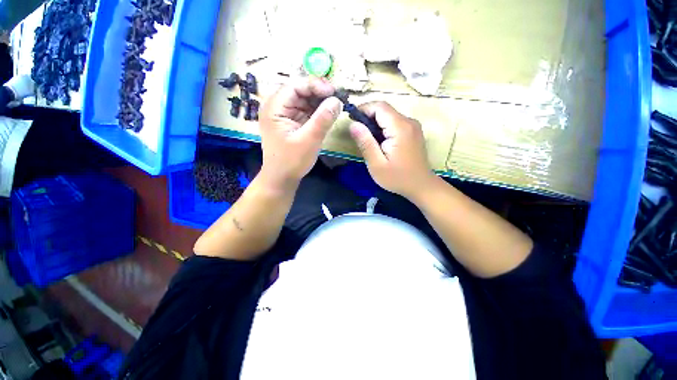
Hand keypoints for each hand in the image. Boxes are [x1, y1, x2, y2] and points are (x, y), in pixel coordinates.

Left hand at [258, 77, 341, 189]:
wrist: (282, 178)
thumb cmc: (292, 161)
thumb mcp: (309, 140)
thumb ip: (323, 119)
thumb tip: (338, 100)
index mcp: (274, 108)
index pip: (295, 86)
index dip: (315, 85)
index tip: (334, 92)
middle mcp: (276, 107)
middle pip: (300, 91)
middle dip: (319, 94)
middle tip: (338, 98)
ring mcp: (284, 115)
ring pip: (304, 101)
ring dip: (320, 102)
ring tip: (336, 106)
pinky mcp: (291, 123)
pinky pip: (305, 111)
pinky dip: (317, 112)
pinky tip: (328, 114)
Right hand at [349, 101, 433, 198]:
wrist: (421, 186)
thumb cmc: (397, 178)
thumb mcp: (376, 164)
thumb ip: (365, 143)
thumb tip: (353, 124)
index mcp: (400, 128)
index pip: (380, 106)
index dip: (363, 109)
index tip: (351, 120)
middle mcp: (409, 121)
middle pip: (384, 110)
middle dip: (368, 117)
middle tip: (357, 134)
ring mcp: (413, 126)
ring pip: (389, 116)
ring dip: (375, 123)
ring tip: (366, 139)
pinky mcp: (413, 131)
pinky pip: (395, 122)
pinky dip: (383, 128)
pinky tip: (379, 142)